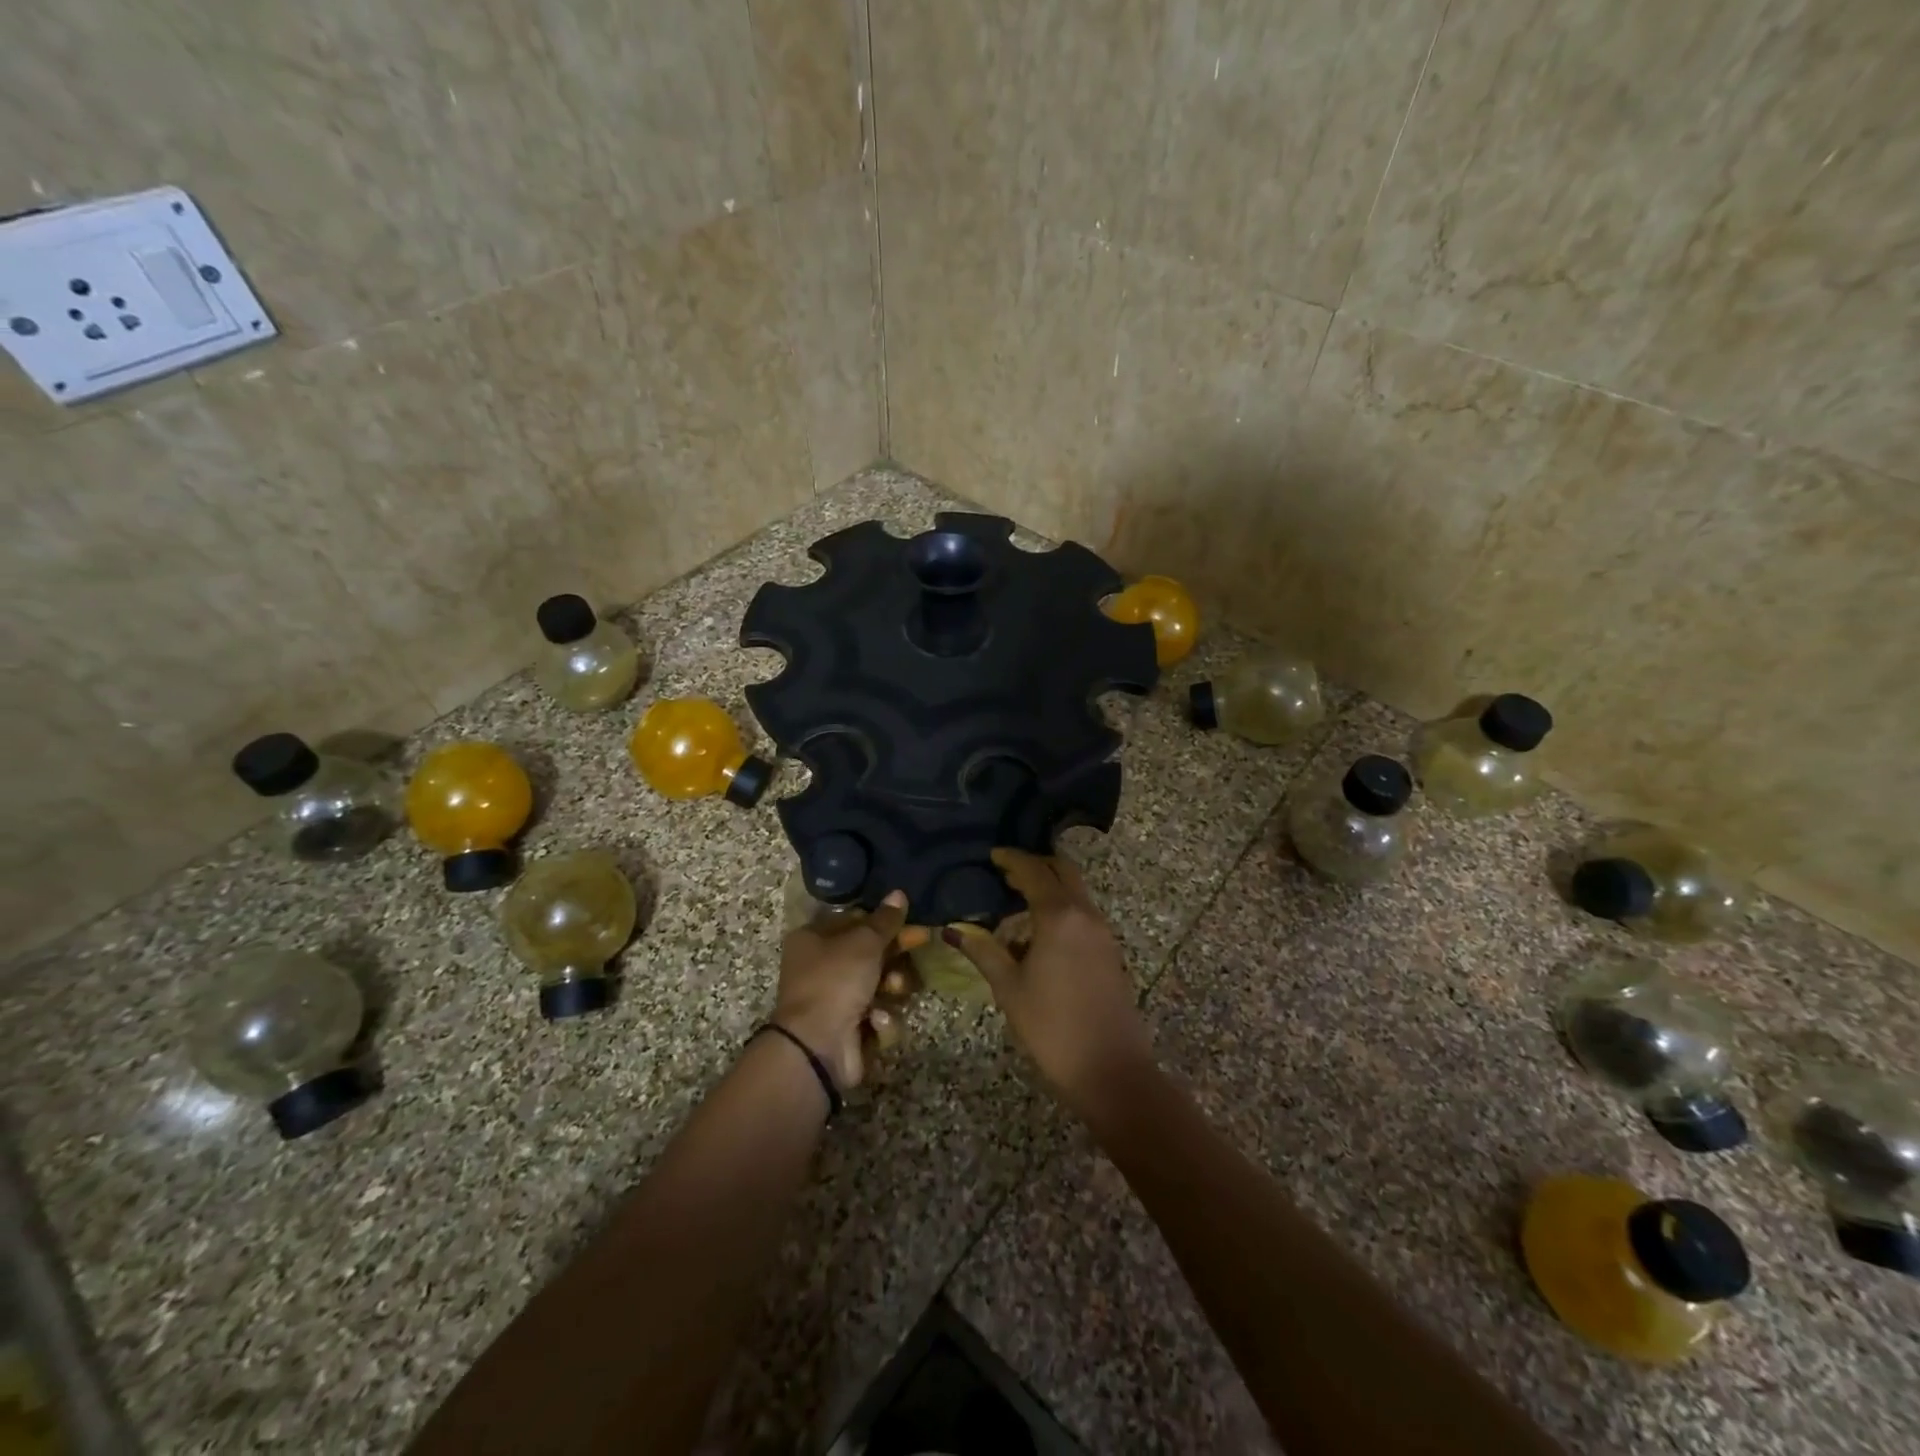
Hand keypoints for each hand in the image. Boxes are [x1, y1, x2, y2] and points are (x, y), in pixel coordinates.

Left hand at [773, 890, 909, 1089]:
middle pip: (870, 953)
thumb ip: (885, 920)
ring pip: (879, 985)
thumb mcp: (863, 942)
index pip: (854, 920)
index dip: (883, 920)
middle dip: (895, 953)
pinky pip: (878, 1016)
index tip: (910, 920)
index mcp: (813, 939)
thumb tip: (898, 893)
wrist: (816, 1046)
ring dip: (892, 986)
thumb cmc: (835, 981)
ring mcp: (835, 1001)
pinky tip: (876, 1021)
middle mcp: (821, 968)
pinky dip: (881, 1019)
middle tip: (921, 943)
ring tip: (894, 990)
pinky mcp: (850, 1030)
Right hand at [942, 850, 1155, 1118]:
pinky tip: (1039, 931)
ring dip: (1050, 886)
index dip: (1012, 859)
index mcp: (1059, 916)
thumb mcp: (1009, 987)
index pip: (1033, 871)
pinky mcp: (1110, 950)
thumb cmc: (1051, 1027)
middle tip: (1006, 872)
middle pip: (1062, 870)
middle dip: (1035, 865)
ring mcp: (1102, 931)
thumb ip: (983, 951)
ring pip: (1075, 891)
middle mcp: (1085, 914)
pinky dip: (1061, 906)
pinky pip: (1083, 912)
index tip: (993, 855)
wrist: (1110, 1069)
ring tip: (1017, 899)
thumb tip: (953, 929)